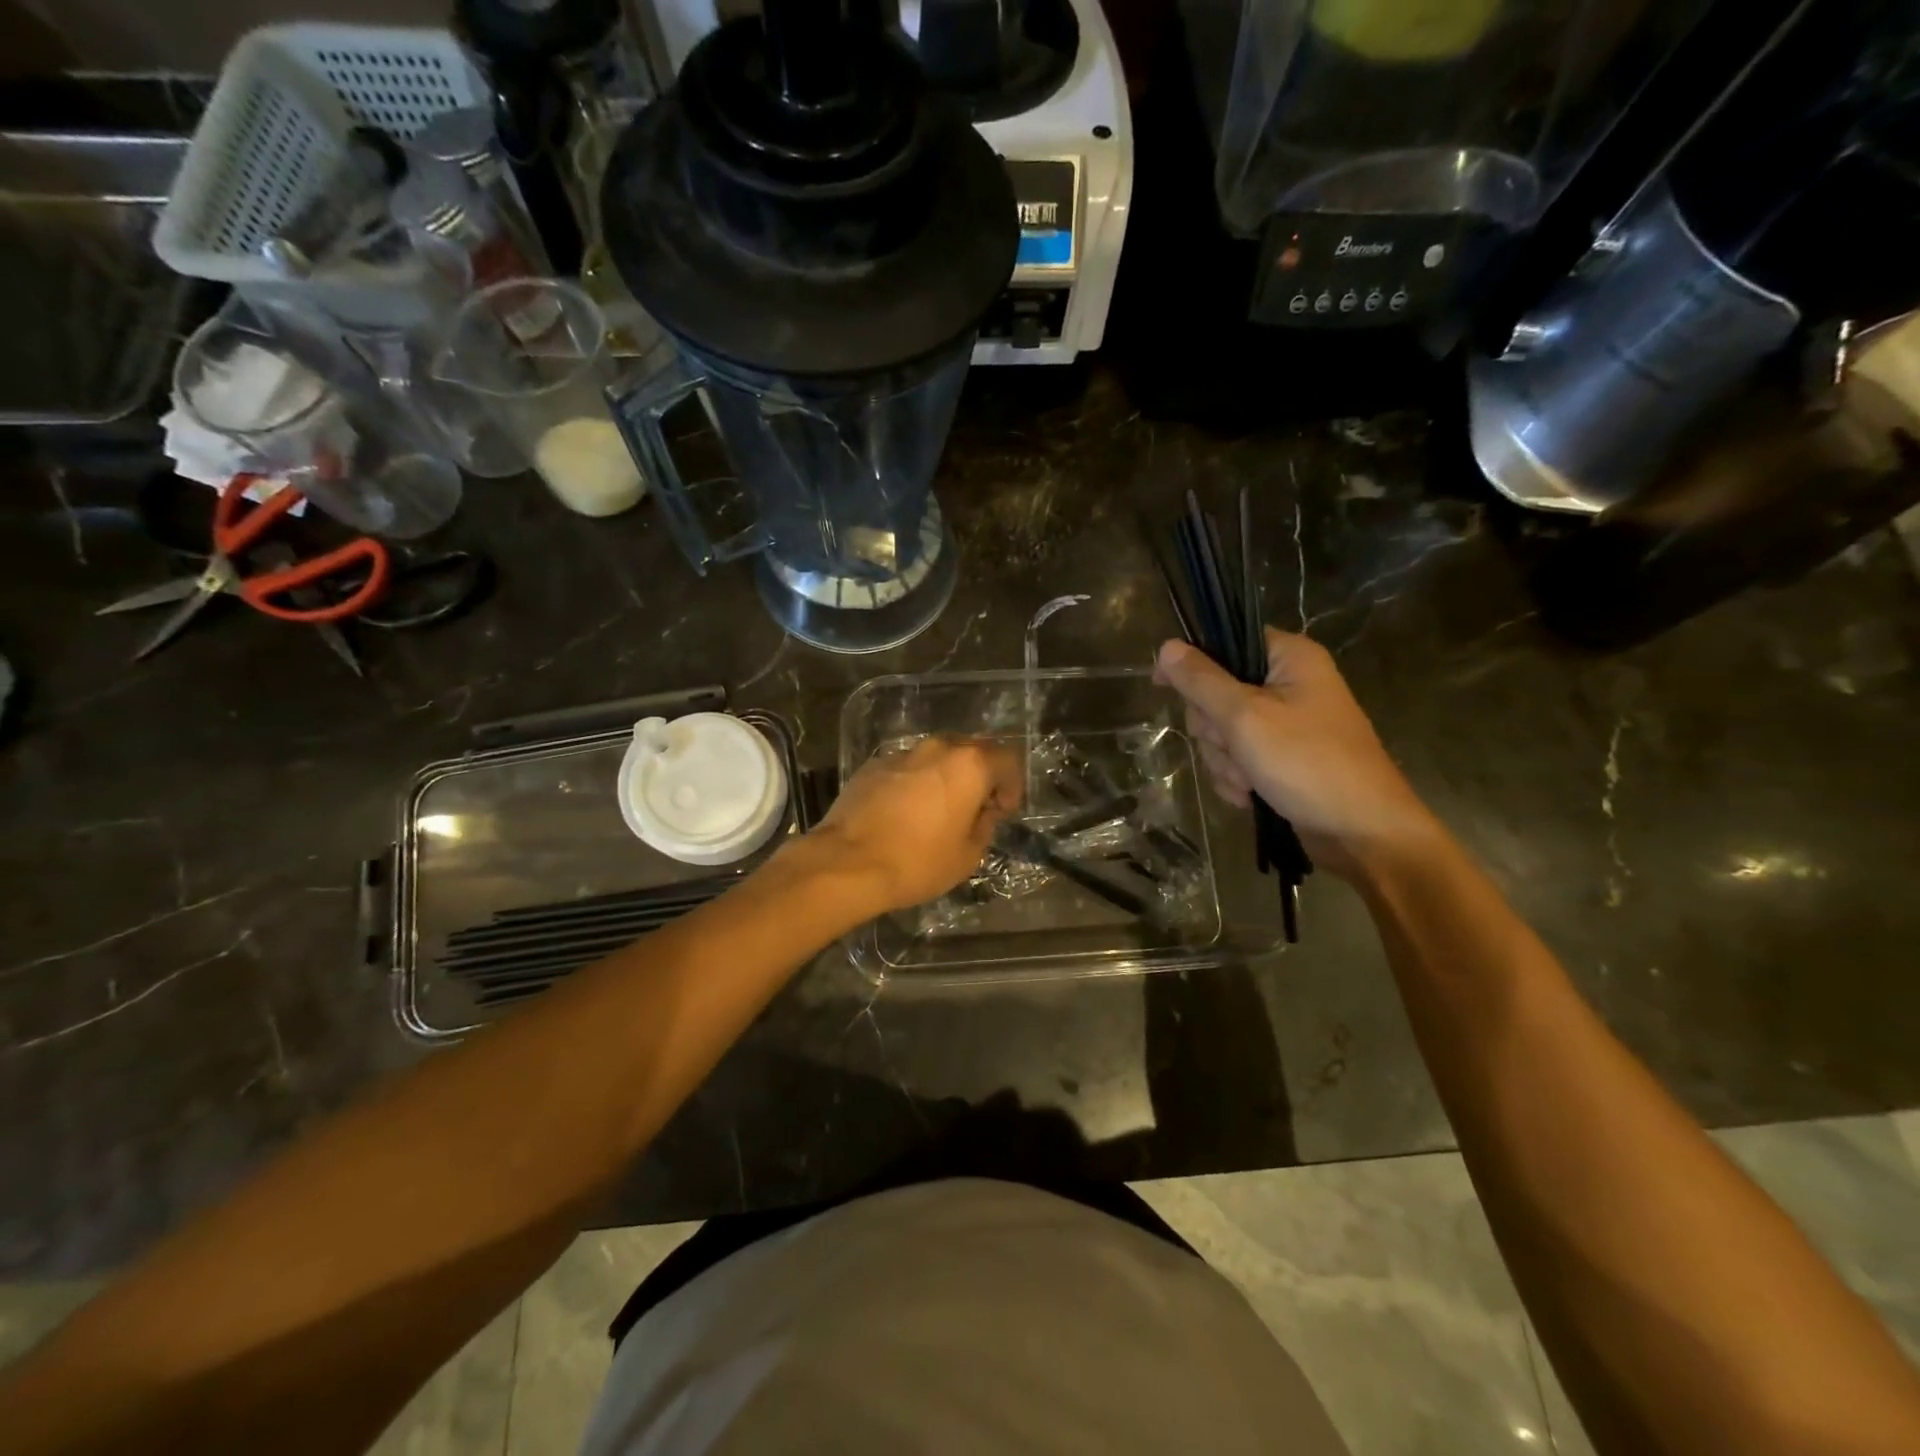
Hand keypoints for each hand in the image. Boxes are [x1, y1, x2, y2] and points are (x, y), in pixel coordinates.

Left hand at [809, 737, 1022, 913]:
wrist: (847, 863)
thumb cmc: (918, 862)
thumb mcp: (968, 855)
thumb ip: (985, 826)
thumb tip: (983, 813)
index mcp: (969, 765)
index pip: (1007, 760)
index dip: (1012, 785)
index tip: (1004, 811)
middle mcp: (937, 748)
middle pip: (971, 751)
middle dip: (980, 777)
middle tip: (976, 808)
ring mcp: (902, 753)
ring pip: (936, 757)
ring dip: (946, 778)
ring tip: (939, 810)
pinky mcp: (872, 765)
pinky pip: (907, 768)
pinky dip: (915, 783)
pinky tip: (905, 812)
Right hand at [1155, 629, 1439, 879]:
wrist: (1361, 833)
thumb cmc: (1308, 764)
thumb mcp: (1245, 718)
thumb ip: (1201, 681)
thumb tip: (1166, 647)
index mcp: (1289, 658)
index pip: (1225, 642)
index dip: (1191, 664)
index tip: (1162, 687)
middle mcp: (1289, 684)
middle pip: (1216, 692)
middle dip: (1214, 730)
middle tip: (1234, 747)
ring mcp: (1286, 724)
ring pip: (1222, 731)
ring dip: (1225, 760)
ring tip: (1249, 780)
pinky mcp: (1282, 758)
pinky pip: (1238, 758)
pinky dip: (1237, 777)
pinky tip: (1251, 795)